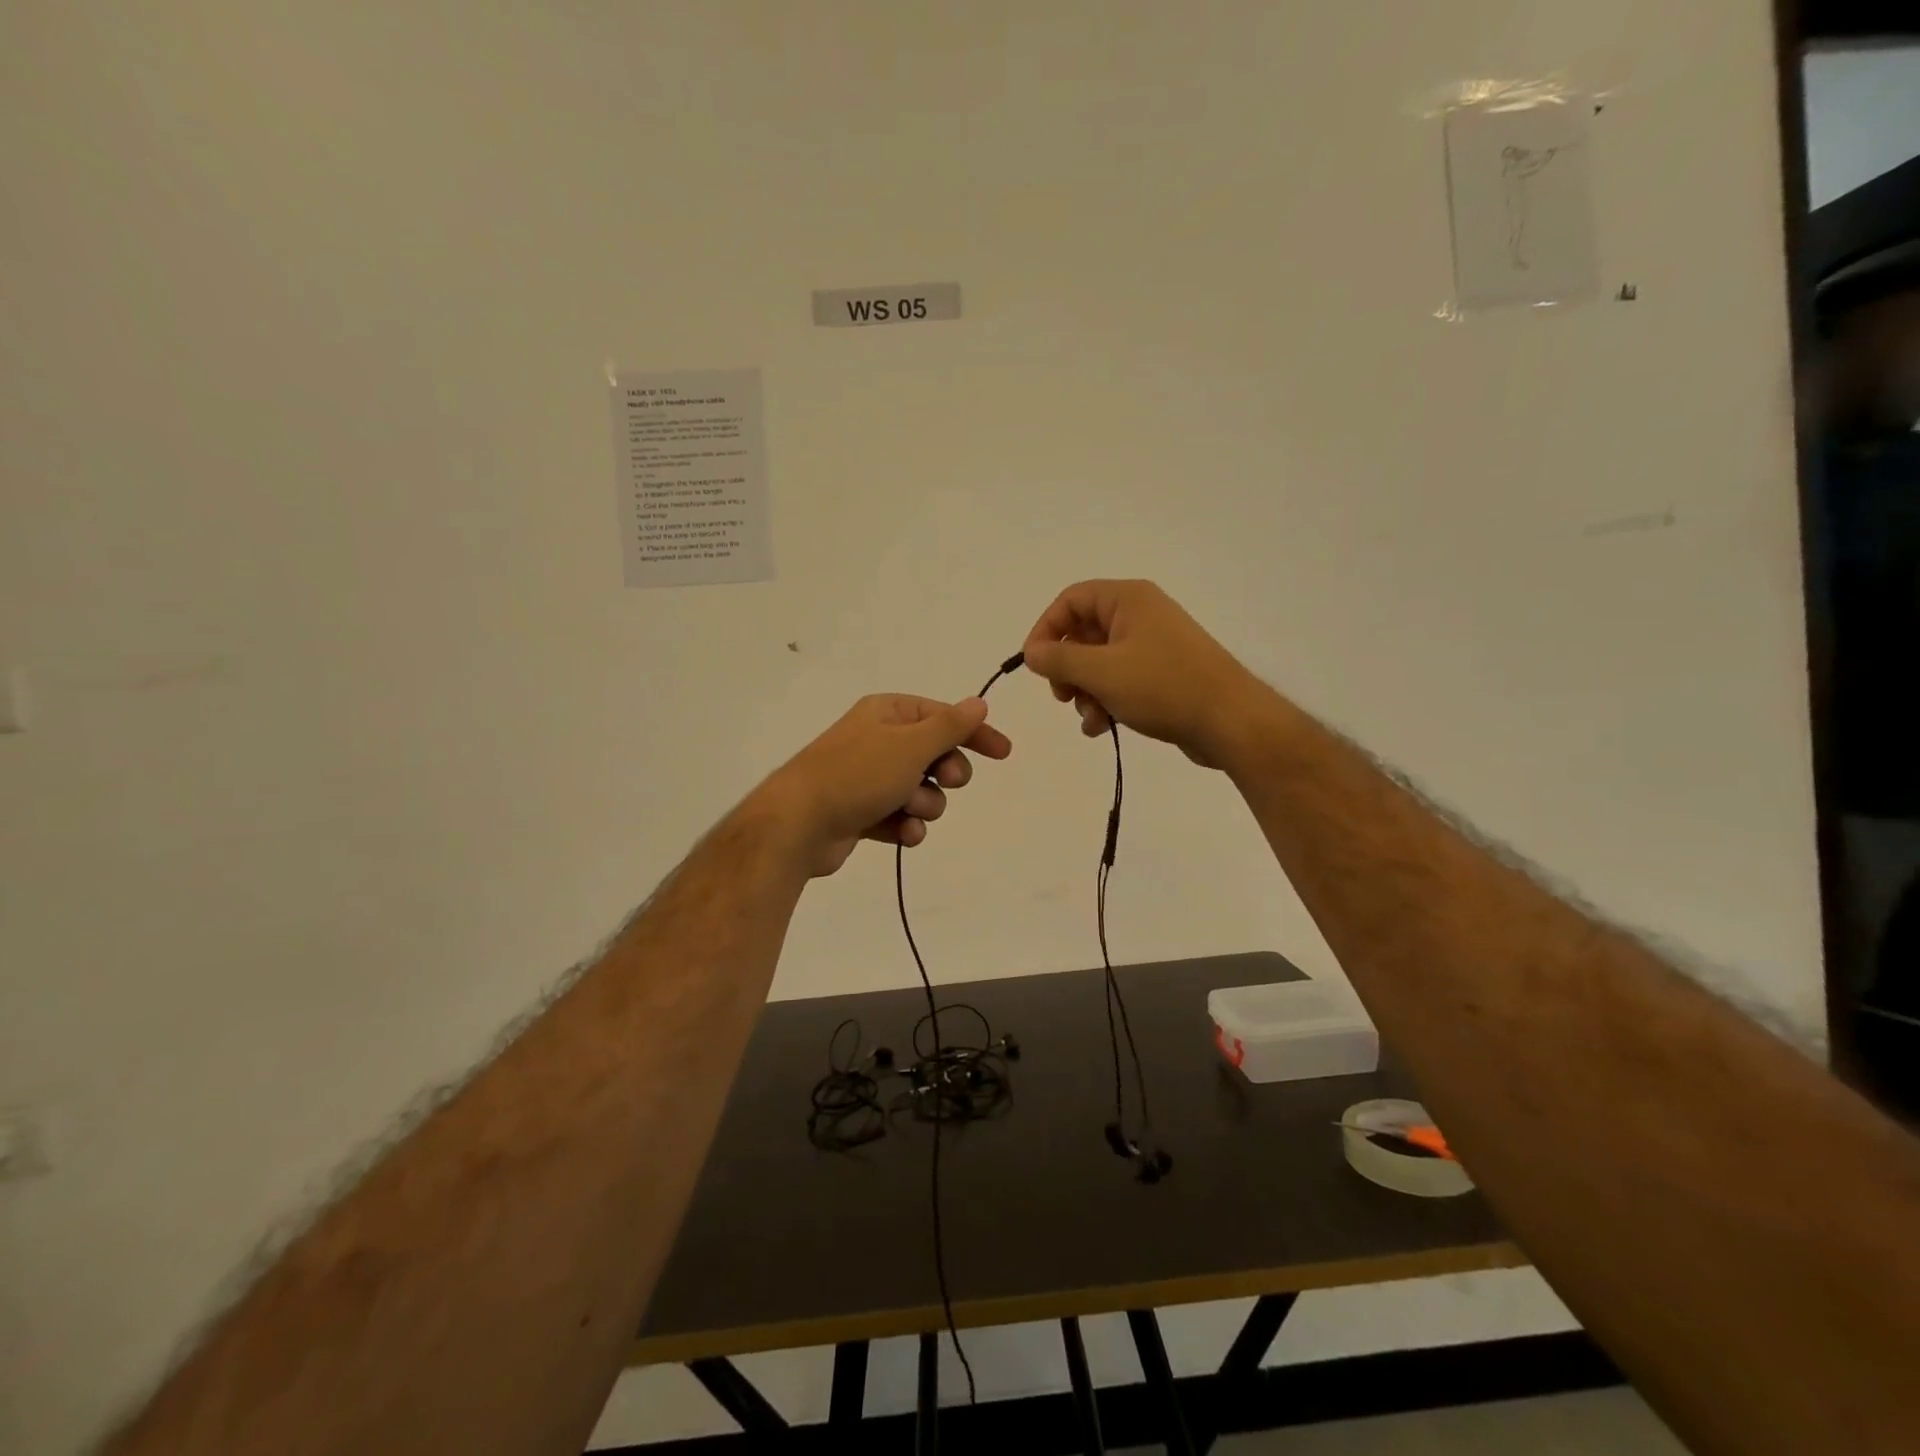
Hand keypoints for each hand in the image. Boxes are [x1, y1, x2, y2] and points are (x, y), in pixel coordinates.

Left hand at [757, 695, 1012, 877]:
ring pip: (922, 791)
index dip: (975, 733)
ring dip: (924, 804)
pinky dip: (906, 825)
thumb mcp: (910, 745)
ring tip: (906, 811)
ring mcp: (869, 778)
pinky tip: (900, 833)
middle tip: (944, 780)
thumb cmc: (857, 774)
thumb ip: (950, 726)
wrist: (799, 824)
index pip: (943, 717)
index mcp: (888, 713)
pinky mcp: (863, 812)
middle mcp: (878, 740)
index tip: (1003, 753)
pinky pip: (902, 817)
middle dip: (945, 774)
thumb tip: (978, 703)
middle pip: (935, 755)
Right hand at [1022, 580, 1265, 768]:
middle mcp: (1141, 615)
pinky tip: (1102, 728)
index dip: (1045, 629)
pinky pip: (1120, 681)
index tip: (1033, 665)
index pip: (1070, 601)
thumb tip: (1031, 652)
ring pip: (1099, 662)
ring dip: (1085, 692)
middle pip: (1083, 633)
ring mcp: (1153, 646)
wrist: (1231, 721)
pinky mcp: (1162, 675)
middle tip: (1063, 696)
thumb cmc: (1163, 686)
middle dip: (1067, 669)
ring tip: (1090, 719)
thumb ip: (1059, 660)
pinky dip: (1105, 701)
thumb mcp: (1101, 672)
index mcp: (1128, 599)